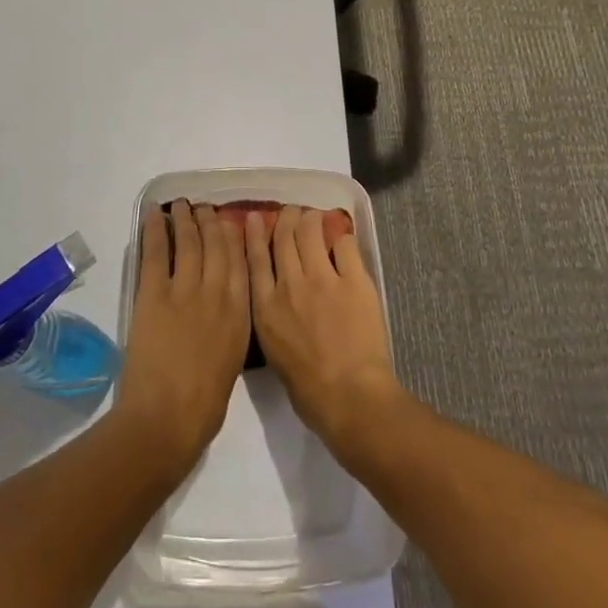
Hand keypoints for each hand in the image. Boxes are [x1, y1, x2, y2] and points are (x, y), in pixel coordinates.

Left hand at [113, 200, 250, 474]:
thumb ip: (231, 326)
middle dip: (209, 221)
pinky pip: (155, 253)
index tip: (229, 221)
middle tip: (203, 206)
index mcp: (240, 312)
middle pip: (215, 245)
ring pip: (188, 241)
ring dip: (184, 219)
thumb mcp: (232, 359)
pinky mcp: (154, 294)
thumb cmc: (204, 403)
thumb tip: (224, 307)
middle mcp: (217, 292)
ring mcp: (185, 289)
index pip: (240, 262)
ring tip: (181, 204)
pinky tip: (153, 213)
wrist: (167, 418)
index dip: (233, 236)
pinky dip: (154, 230)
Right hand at [246, 204, 403, 447]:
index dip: (254, 234)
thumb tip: (278, 301)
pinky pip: (345, 246)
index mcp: (265, 307)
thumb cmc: (308, 389)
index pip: (255, 259)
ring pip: (310, 232)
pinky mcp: (353, 280)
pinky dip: (341, 238)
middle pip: (283, 238)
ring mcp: (322, 279)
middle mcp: (289, 284)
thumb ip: (272, 319)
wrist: (348, 396)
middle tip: (290, 211)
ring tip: (314, 216)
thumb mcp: (274, 352)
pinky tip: (341, 237)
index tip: (254, 217)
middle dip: (286, 218)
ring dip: (310, 219)